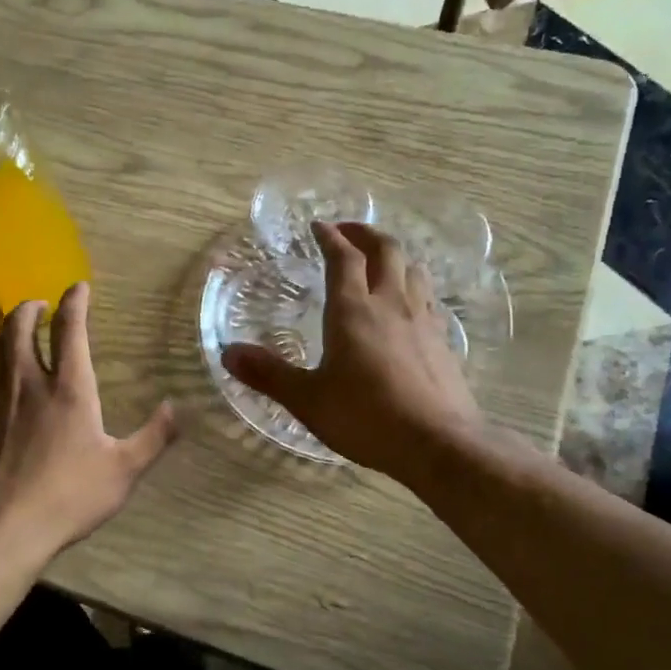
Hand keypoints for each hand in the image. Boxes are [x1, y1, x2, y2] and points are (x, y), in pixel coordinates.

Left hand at [0, 282, 176, 559]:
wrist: (4, 527)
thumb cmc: (69, 496)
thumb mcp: (123, 470)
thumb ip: (154, 437)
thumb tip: (177, 408)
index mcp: (69, 389)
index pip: (70, 329)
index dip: (74, 301)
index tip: (78, 286)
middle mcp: (28, 382)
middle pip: (19, 326)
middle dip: (30, 307)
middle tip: (40, 305)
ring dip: (8, 331)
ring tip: (19, 332)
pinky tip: (3, 381)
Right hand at [221, 222, 487, 483]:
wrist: (437, 443)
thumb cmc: (365, 418)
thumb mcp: (307, 400)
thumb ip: (268, 374)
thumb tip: (227, 353)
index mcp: (352, 310)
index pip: (343, 258)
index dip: (330, 236)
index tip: (318, 225)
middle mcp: (390, 304)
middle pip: (385, 250)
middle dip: (365, 234)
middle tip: (348, 232)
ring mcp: (422, 320)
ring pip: (413, 269)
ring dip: (394, 256)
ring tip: (379, 262)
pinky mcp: (442, 341)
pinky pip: (428, 297)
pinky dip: (413, 286)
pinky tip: (408, 305)